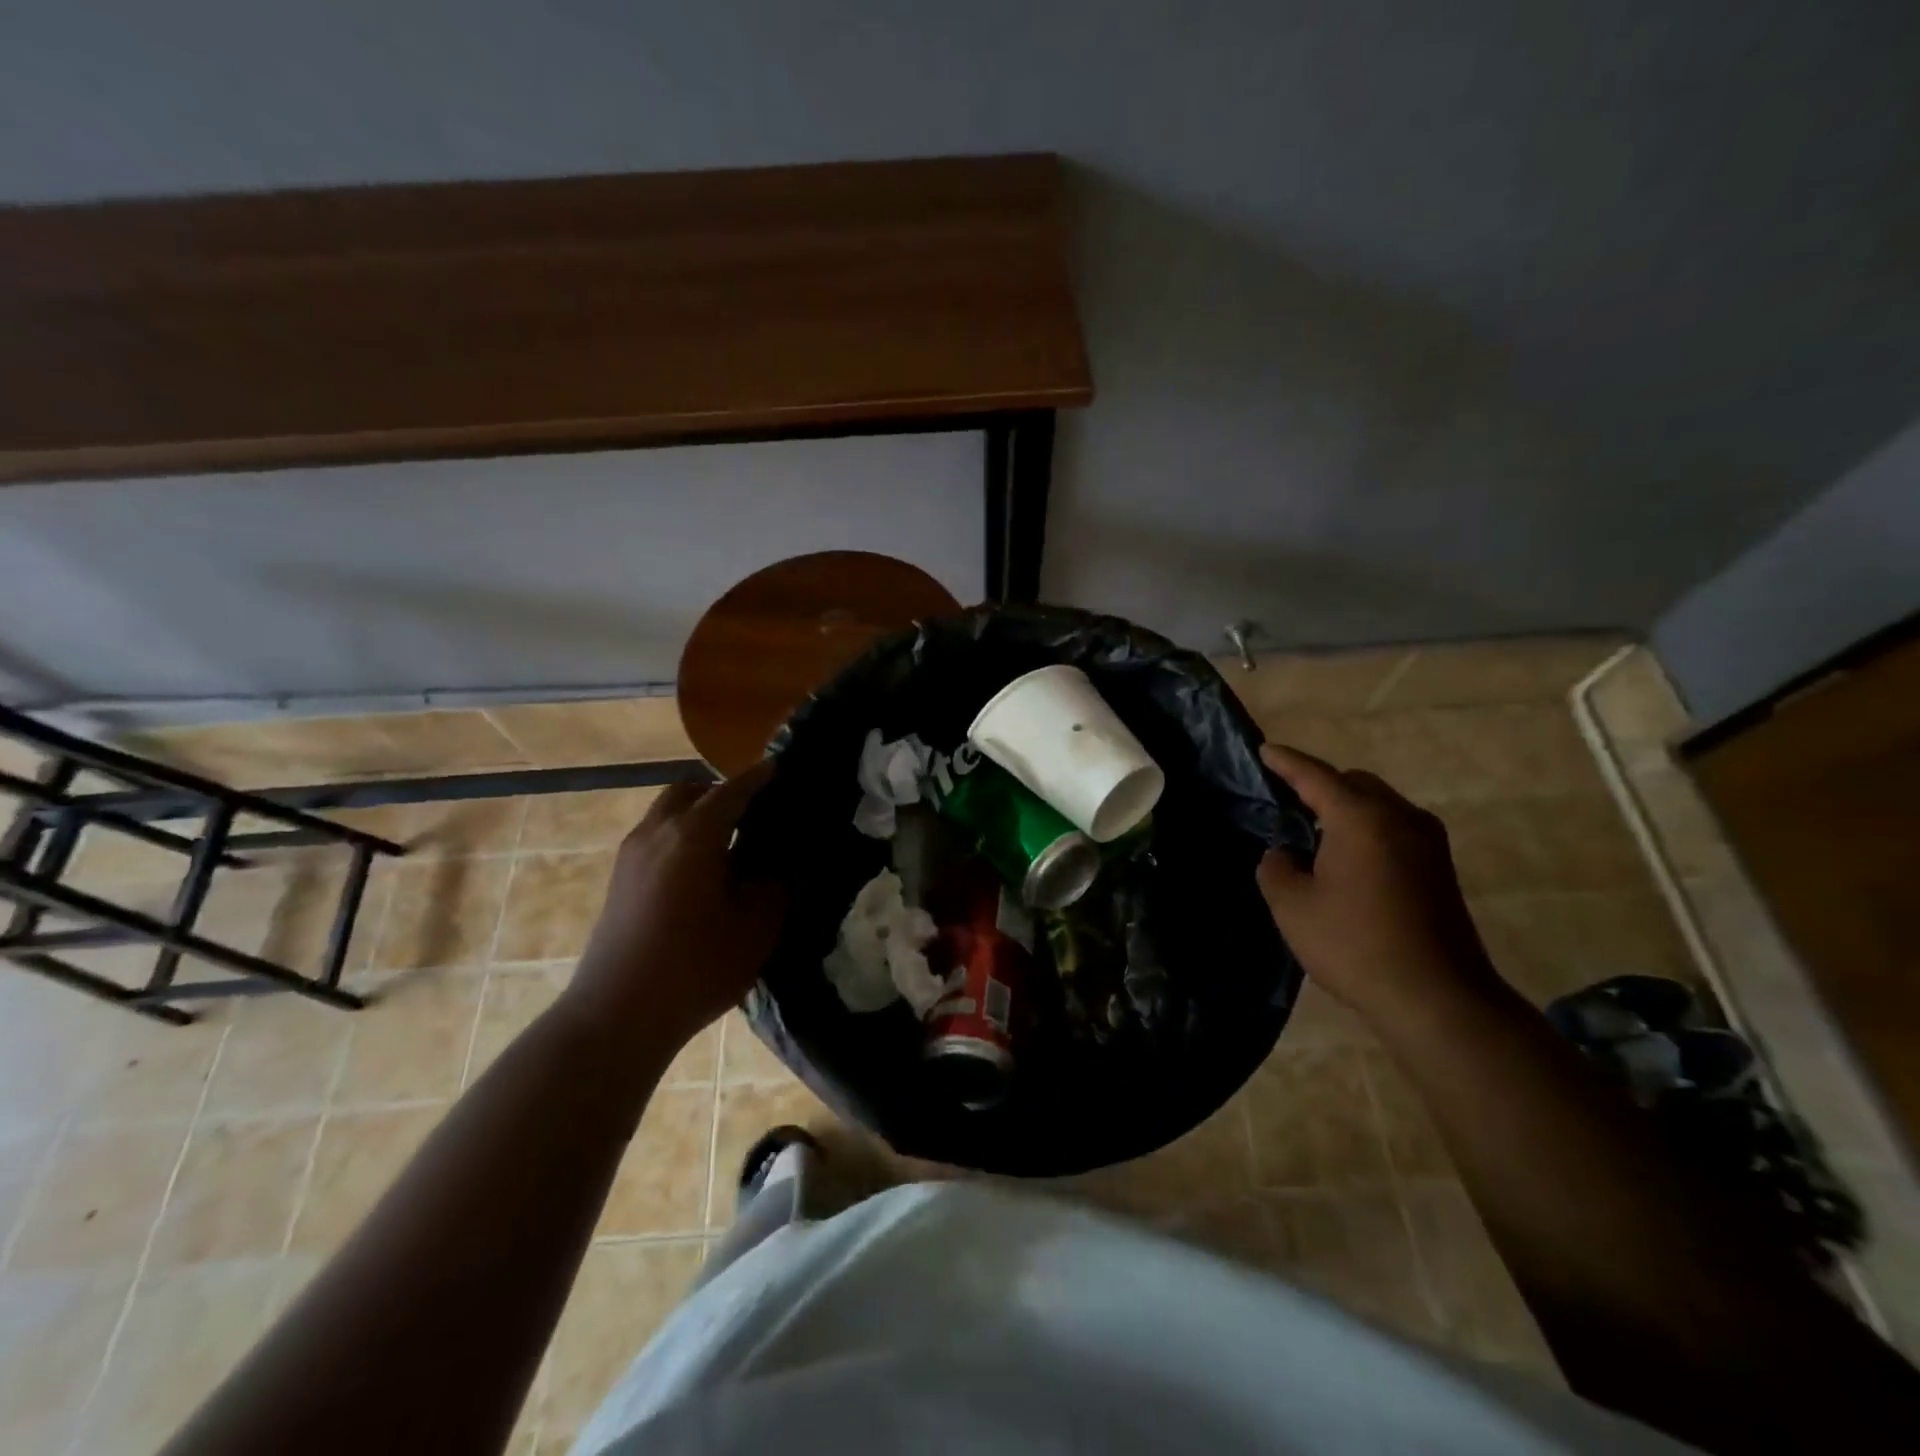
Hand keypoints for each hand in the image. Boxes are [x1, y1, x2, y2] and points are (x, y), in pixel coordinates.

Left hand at [564, 762, 784, 1044]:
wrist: (616, 1016)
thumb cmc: (695, 968)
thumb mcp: (755, 928)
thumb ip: (772, 887)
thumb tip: (773, 867)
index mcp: (693, 835)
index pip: (732, 791)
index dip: (759, 778)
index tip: (780, 768)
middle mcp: (657, 833)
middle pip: (689, 791)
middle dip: (721, 792)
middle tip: (753, 811)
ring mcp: (631, 856)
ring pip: (667, 813)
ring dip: (697, 815)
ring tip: (730, 842)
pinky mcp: (619, 881)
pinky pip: (656, 838)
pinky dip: (681, 836)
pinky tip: (703, 871)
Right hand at [1256, 743, 1497, 1018]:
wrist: (1436, 998)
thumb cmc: (1354, 944)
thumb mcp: (1291, 906)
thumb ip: (1276, 867)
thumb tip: (1285, 854)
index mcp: (1361, 818)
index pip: (1315, 776)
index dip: (1285, 762)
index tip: (1263, 750)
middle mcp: (1400, 817)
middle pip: (1354, 783)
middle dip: (1320, 784)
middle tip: (1286, 801)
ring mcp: (1428, 842)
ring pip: (1379, 805)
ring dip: (1347, 808)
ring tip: (1314, 831)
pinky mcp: (1440, 868)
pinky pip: (1394, 828)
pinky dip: (1367, 828)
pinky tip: (1346, 857)